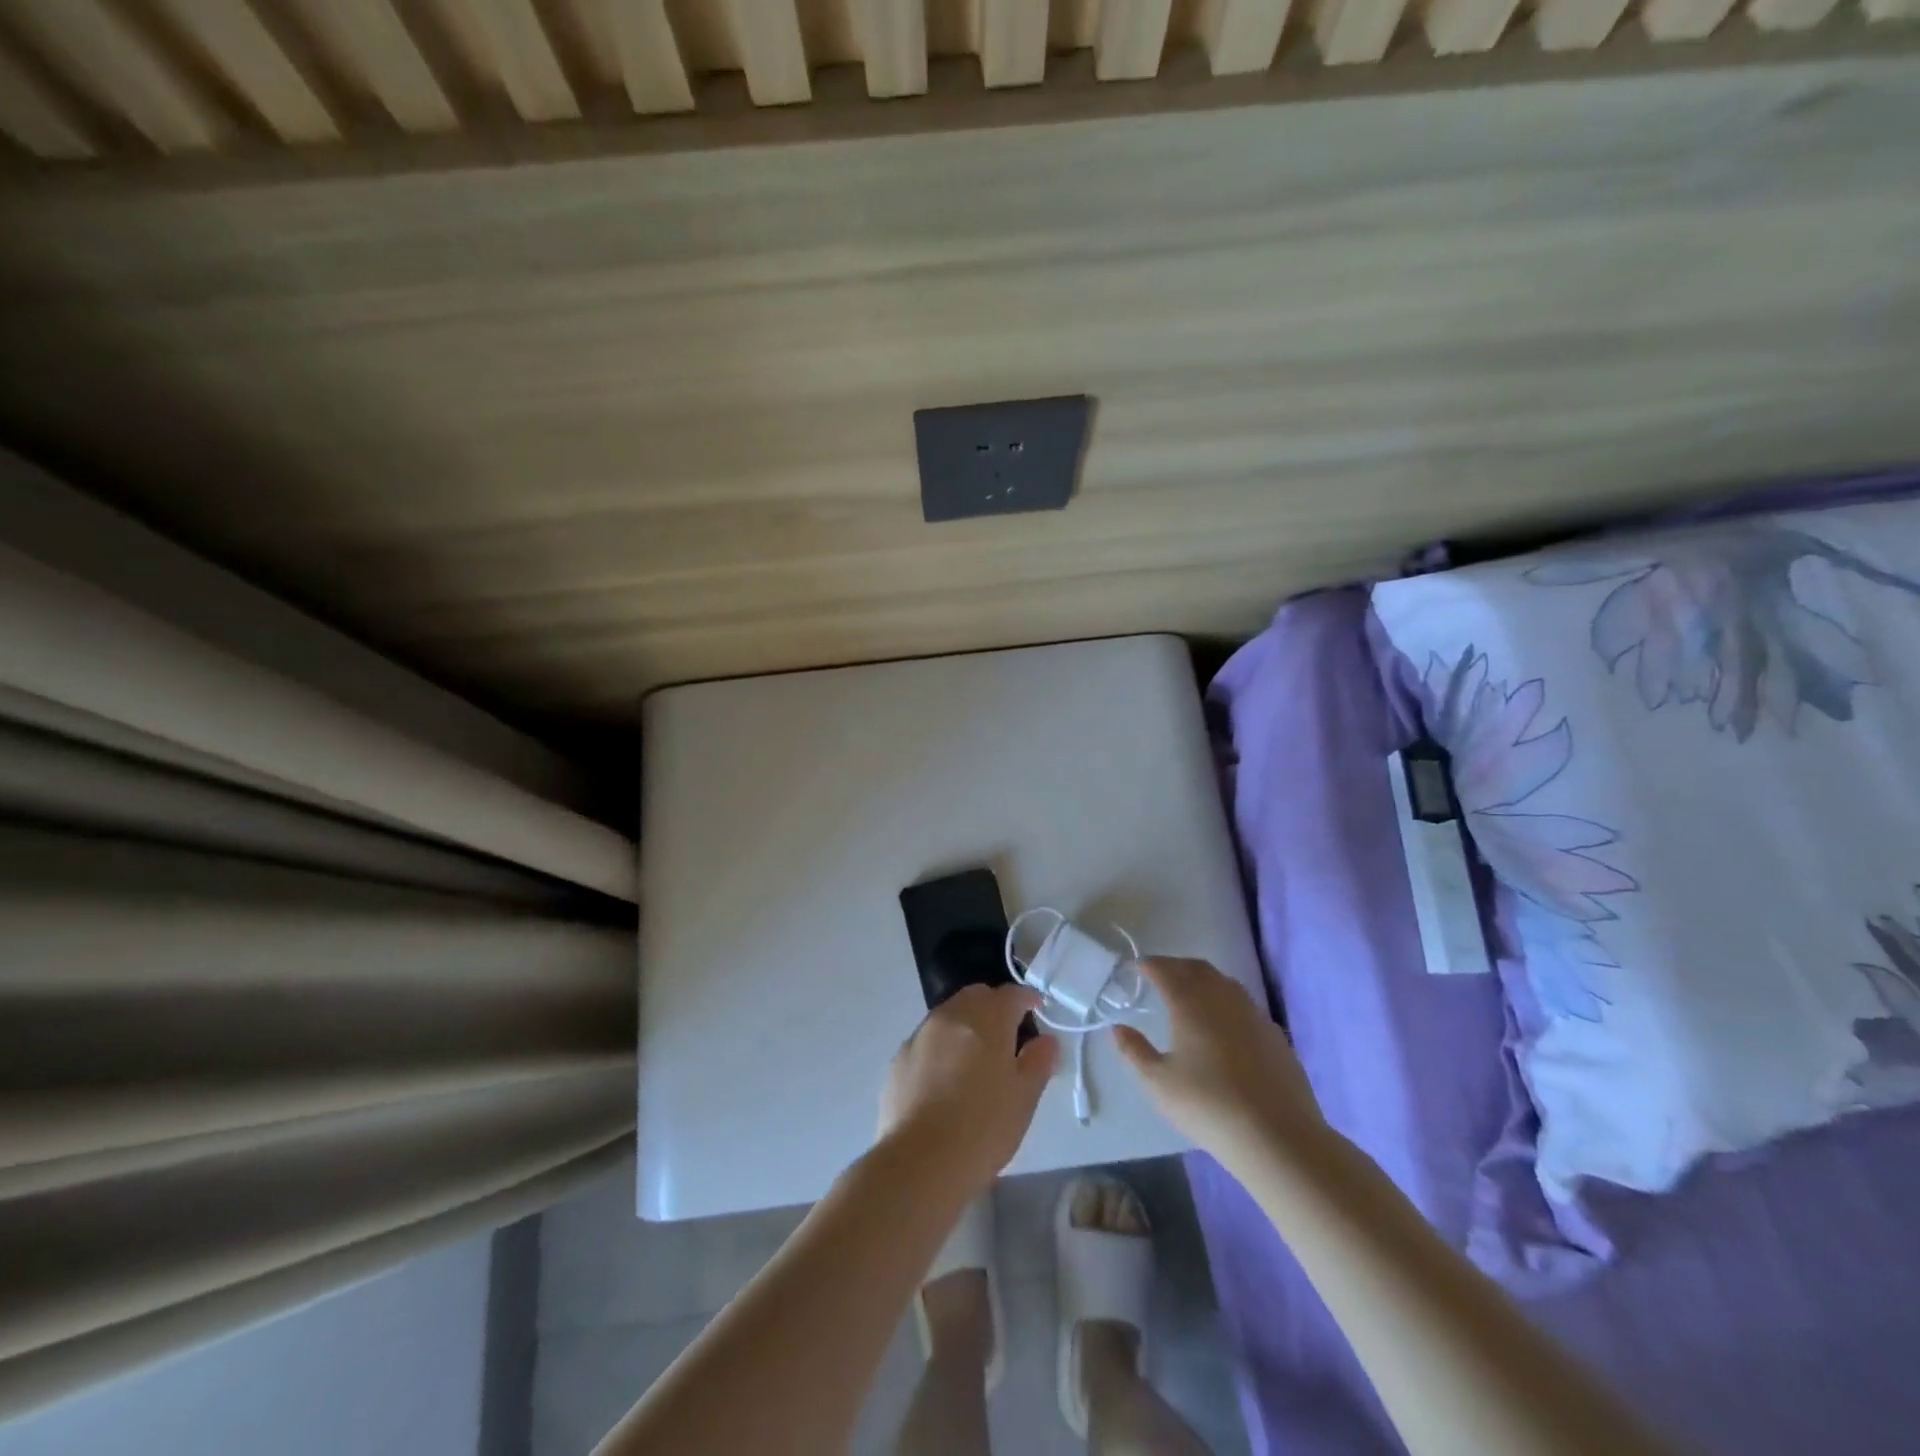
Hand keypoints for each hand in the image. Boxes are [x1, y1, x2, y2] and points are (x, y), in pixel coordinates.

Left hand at [878, 984, 1059, 1198]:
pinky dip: (941, 1048)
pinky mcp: (899, 1058)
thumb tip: (1046, 1040)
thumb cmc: (983, 1129)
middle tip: (1007, 1036)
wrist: (919, 1163)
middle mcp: (951, 1016)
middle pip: (976, 996)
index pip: (1011, 993)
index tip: (1036, 1011)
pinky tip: (944, 1081)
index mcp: (986, 1019)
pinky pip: (926, 1040)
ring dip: (965, 1025)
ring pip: (949, 1015)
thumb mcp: (1024, 1099)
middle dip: (993, 1007)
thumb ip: (1038, 1062)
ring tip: (975, 1060)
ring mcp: (920, 1034)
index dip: (1027, 999)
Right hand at [1114, 958, 1323, 1168]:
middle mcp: (1221, 997)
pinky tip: (1223, 1024)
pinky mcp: (1274, 1033)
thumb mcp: (1158, 1083)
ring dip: (1202, 979)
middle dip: (1175, 966)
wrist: (1277, 1136)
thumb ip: (1134, 1051)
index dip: (1148, 965)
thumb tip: (1117, 1028)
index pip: (1164, 970)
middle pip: (1196, 968)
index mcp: (1189, 1003)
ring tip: (1189, 995)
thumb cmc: (1208, 1105)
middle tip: (1159, 975)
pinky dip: (1225, 1001)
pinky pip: (1244, 1003)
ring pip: (1223, 982)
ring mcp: (1252, 1013)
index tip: (1135, 967)